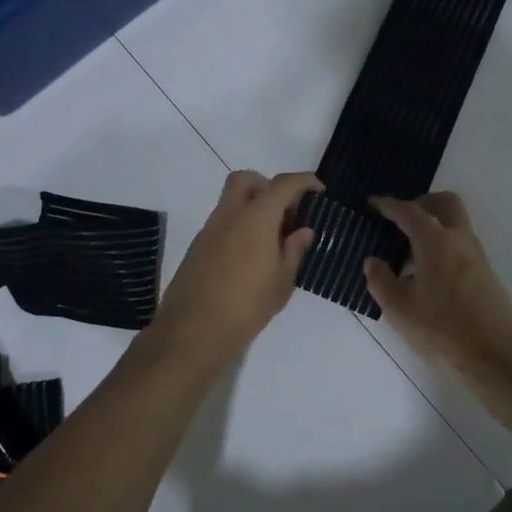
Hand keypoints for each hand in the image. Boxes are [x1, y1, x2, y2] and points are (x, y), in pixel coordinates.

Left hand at [151, 170, 322, 362]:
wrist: (194, 331)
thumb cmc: (247, 306)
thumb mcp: (282, 282)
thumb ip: (293, 251)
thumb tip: (302, 231)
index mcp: (255, 218)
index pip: (282, 185)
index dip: (303, 181)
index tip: (318, 190)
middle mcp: (229, 215)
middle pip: (245, 180)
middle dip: (268, 186)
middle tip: (286, 213)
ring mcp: (209, 230)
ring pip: (231, 202)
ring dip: (252, 209)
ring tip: (272, 242)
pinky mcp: (197, 248)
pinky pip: (222, 224)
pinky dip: (239, 228)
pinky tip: (250, 258)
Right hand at [364, 193, 511, 378]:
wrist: (496, 356)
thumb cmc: (442, 329)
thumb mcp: (399, 309)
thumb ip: (381, 281)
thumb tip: (372, 261)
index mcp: (435, 241)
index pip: (409, 211)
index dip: (388, 205)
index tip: (372, 204)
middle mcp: (459, 240)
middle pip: (445, 203)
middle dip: (422, 203)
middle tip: (400, 220)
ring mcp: (477, 256)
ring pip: (455, 224)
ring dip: (433, 226)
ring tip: (408, 254)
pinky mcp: (486, 273)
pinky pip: (461, 245)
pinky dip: (443, 245)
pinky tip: (427, 275)